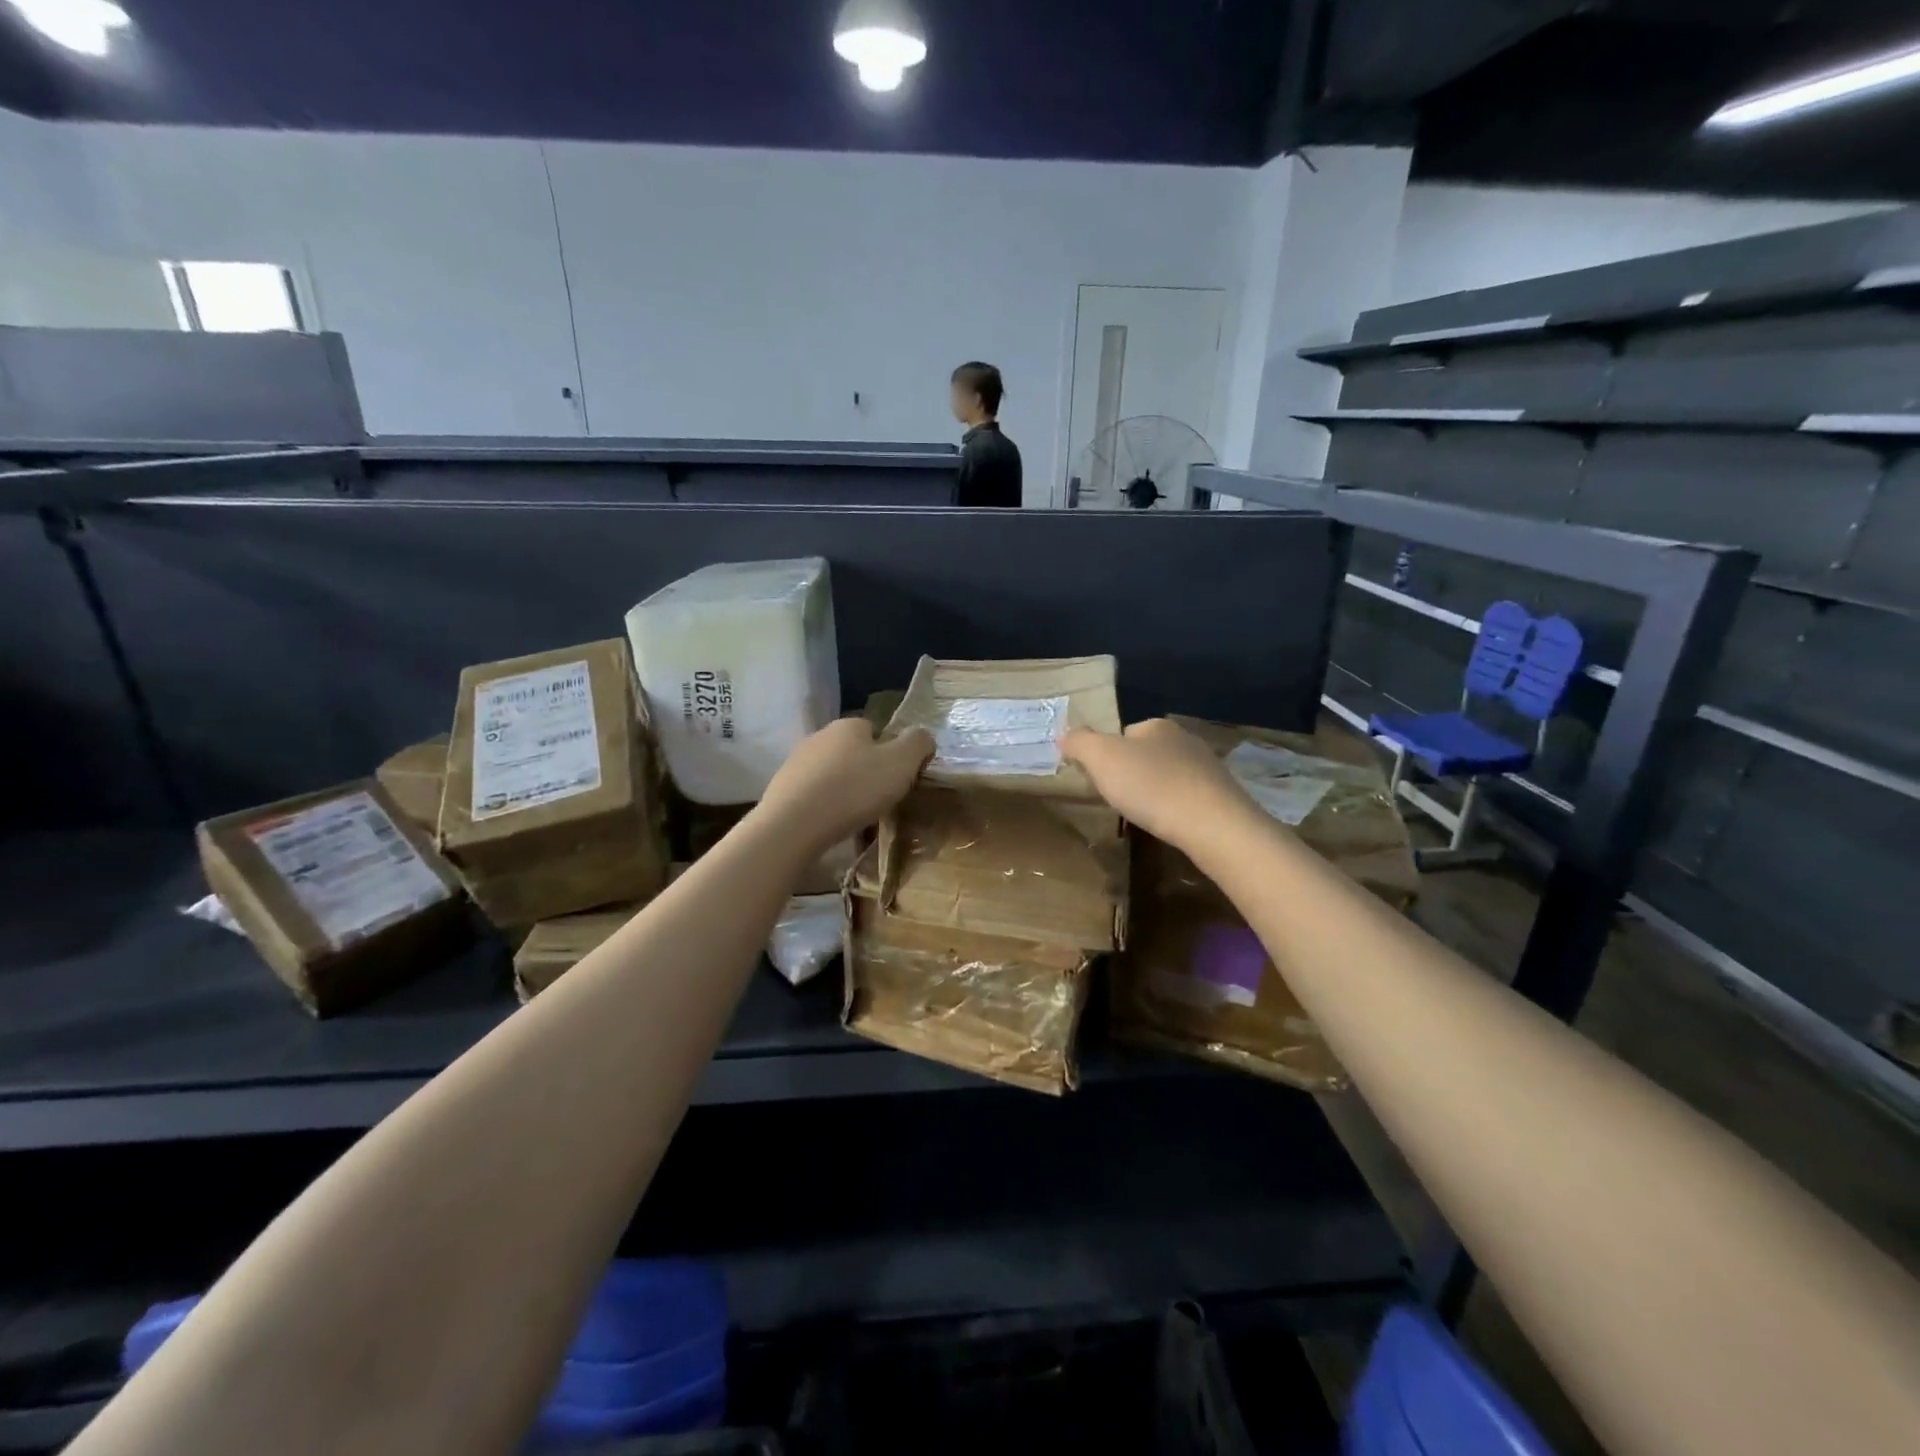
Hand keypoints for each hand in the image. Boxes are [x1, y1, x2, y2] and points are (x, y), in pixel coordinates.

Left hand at [754, 718, 933, 854]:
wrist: (794, 824)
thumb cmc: (854, 789)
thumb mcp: (901, 763)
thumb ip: (918, 743)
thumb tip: (922, 736)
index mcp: (849, 725)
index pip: (875, 730)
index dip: (890, 753)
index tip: (897, 778)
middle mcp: (820, 735)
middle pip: (851, 751)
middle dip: (865, 771)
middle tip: (879, 799)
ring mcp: (796, 761)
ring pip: (831, 773)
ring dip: (843, 789)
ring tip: (855, 816)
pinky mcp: (781, 789)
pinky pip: (813, 794)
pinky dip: (824, 806)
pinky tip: (831, 824)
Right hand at [1060, 718, 1257, 849]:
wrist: (1212, 824)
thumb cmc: (1151, 786)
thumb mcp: (1101, 758)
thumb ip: (1079, 742)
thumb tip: (1065, 735)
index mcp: (1157, 726)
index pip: (1124, 733)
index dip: (1108, 755)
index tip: (1102, 780)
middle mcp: (1185, 738)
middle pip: (1147, 753)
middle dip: (1133, 772)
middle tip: (1121, 798)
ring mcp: (1208, 767)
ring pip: (1169, 774)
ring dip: (1156, 790)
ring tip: (1146, 814)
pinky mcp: (1222, 795)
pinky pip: (1188, 796)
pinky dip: (1176, 806)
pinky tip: (1171, 823)